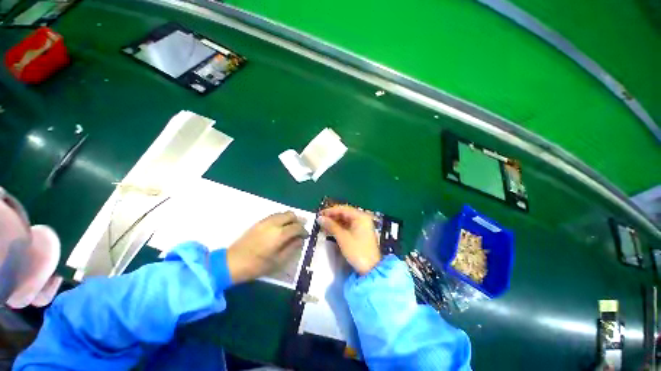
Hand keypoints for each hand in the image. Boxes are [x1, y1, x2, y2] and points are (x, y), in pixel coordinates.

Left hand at [226, 212, 308, 283]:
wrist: (233, 262)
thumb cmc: (257, 265)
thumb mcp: (278, 261)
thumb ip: (292, 248)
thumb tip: (300, 240)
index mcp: (279, 234)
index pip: (297, 227)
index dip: (303, 231)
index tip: (306, 236)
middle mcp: (274, 223)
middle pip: (291, 214)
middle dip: (298, 221)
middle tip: (299, 230)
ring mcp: (265, 221)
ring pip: (282, 213)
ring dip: (289, 218)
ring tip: (290, 228)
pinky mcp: (259, 222)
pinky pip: (274, 215)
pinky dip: (281, 218)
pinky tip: (280, 228)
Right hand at [318, 205, 380, 274]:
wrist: (371, 269)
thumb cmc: (357, 251)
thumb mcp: (342, 237)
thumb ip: (331, 226)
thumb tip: (319, 218)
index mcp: (360, 216)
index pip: (343, 209)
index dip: (330, 211)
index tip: (319, 214)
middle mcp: (362, 218)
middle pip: (345, 213)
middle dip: (332, 216)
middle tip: (320, 220)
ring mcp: (362, 225)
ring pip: (346, 220)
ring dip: (335, 222)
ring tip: (323, 226)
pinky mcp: (360, 233)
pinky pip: (348, 226)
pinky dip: (339, 228)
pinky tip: (330, 230)